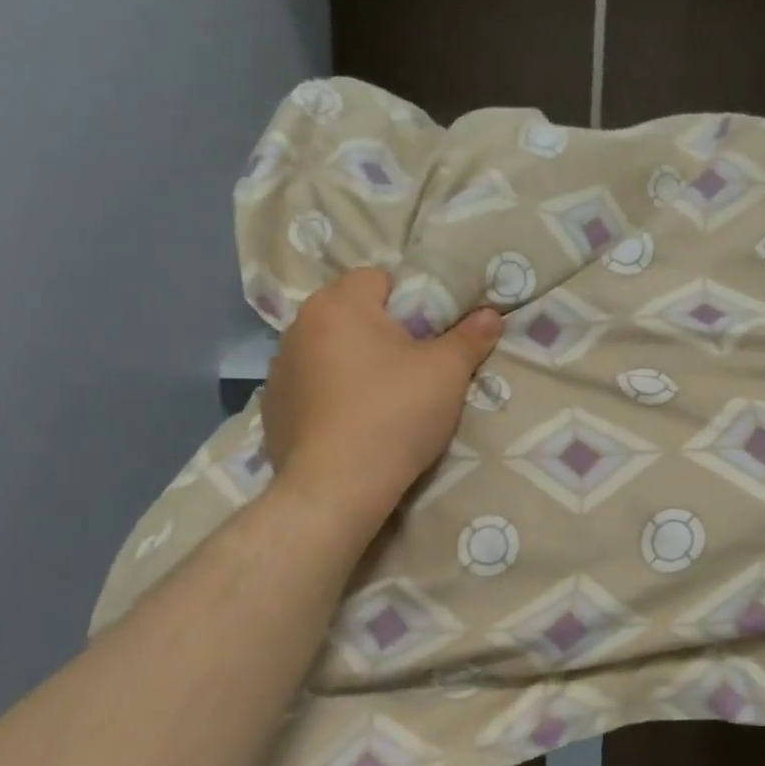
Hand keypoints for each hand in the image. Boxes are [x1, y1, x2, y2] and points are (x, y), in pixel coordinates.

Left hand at [260, 268, 500, 526]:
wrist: (336, 487)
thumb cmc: (394, 414)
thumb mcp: (446, 373)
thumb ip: (470, 337)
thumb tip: (491, 314)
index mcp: (339, 304)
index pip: (378, 278)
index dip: (410, 301)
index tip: (429, 335)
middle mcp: (299, 326)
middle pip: (352, 314)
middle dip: (382, 332)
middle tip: (413, 368)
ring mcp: (280, 368)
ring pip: (329, 351)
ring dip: (353, 363)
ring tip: (381, 400)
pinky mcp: (273, 407)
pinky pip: (311, 387)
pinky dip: (331, 396)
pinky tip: (352, 425)